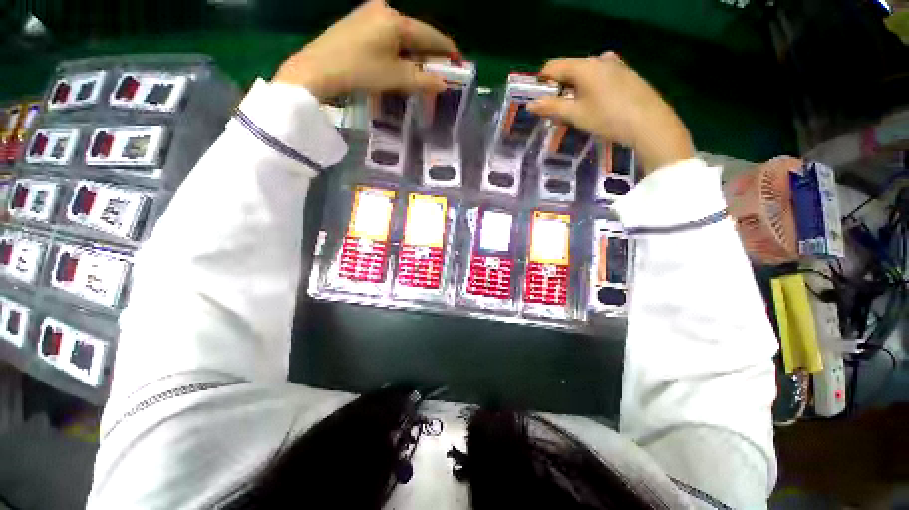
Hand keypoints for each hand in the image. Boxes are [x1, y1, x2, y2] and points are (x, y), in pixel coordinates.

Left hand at [273, 0, 458, 100]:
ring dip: (413, 53)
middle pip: (415, 33)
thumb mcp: (395, 78)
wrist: (317, 69)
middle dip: (429, 53)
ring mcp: (368, 13)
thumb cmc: (360, 71)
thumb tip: (443, 83)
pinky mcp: (358, 22)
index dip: (446, 49)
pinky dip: (398, 50)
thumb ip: (422, 80)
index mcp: (396, 20)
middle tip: (440, 70)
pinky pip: (387, 35)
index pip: (430, 34)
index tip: (459, 59)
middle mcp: (384, 9)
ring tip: (421, 71)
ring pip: (401, 35)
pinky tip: (399, 62)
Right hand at [527, 52, 694, 173]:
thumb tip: (530, 104)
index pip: (553, 66)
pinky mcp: (626, 74)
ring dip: (574, 91)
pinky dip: (590, 90)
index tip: (538, 101)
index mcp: (584, 65)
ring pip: (585, 75)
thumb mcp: (575, 114)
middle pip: (569, 70)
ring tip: (575, 113)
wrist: (650, 123)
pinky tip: (595, 107)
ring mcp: (616, 65)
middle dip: (558, 90)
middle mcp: (599, 59)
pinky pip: (600, 78)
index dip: (541, 82)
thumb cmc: (607, 118)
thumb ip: (551, 107)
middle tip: (556, 113)